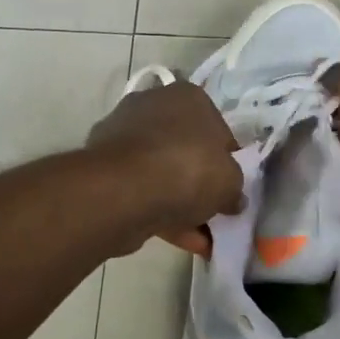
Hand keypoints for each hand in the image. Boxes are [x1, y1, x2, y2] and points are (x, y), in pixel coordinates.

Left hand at [86, 80, 241, 255]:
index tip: (231, 187)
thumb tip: (232, 199)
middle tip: (215, 212)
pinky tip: (182, 241)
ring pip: (162, 174)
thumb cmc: (188, 169)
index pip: (217, 128)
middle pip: (186, 151)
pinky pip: (142, 191)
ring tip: (202, 239)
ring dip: (183, 206)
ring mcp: (124, 137)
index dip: (227, 160)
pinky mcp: (105, 169)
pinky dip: (162, 214)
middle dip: (201, 184)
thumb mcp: (230, 180)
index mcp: (187, 97)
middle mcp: (153, 107)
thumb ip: (234, 188)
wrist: (124, 190)